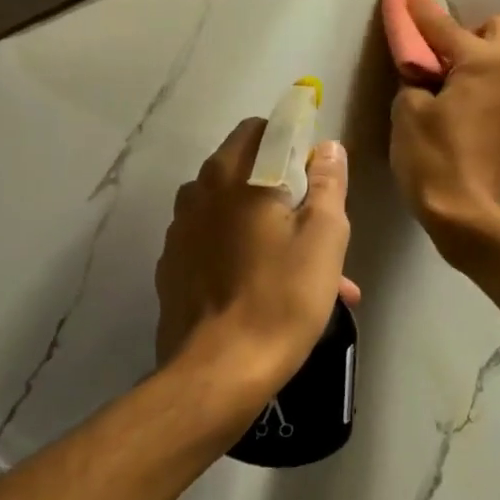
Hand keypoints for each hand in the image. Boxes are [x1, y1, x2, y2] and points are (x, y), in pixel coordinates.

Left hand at [156, 119, 359, 411]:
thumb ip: (328, 184)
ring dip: (262, 224)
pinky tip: (263, 288)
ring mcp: (179, 232)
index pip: (262, 130)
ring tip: (299, 267)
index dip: (293, 140)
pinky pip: (211, 244)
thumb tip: (327, 148)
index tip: (316, 169)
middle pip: (242, 169)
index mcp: (235, 176)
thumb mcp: (324, 238)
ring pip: (228, 211)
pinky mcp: (172, 268)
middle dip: (280, 186)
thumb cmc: (281, 298)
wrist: (220, 369)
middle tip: (314, 222)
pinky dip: (238, 252)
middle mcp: (199, 194)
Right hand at [389, 0, 499, 259]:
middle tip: (430, 56)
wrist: (467, 215)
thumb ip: (413, 78)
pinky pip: (497, 83)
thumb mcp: (408, 111)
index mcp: (483, 62)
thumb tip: (421, 72)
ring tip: (441, 81)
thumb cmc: (433, 159)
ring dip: (471, 57)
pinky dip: (478, 82)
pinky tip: (455, 104)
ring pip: (499, 57)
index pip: (441, 24)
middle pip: (491, 29)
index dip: (415, 7)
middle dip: (460, 32)